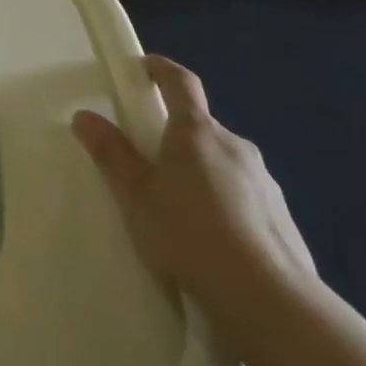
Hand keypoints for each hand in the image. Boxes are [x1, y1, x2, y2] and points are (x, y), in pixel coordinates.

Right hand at [72, 55, 317, 341]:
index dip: (162, 69)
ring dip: (200, 171)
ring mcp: (263, 179)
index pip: (181, 83)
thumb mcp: (136, 196)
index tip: (145, 66)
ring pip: (222, 161)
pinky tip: (211, 237)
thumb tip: (85, 116)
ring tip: (179, 211)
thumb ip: (111, 154)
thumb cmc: (189, 234)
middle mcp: (234, 145)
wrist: (267, 298)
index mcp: (197, 132)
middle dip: (175, 136)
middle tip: (149, 163)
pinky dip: (224, 201)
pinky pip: (243, 193)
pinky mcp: (281, 214)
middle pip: (200, 126)